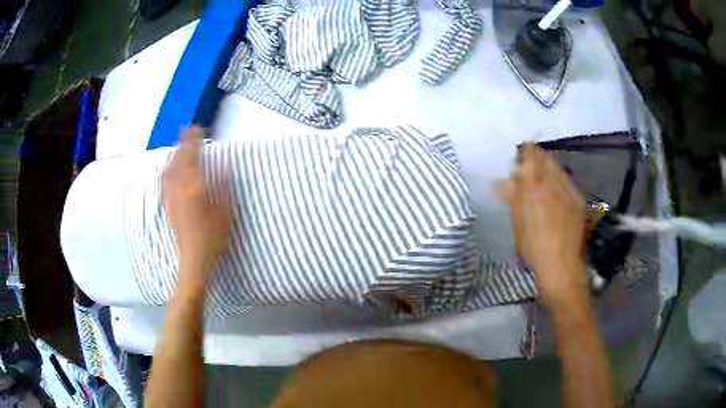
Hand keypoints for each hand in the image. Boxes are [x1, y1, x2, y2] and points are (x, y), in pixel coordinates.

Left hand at [163, 126, 230, 287]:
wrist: (193, 261)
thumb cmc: (212, 239)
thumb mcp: (224, 214)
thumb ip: (223, 188)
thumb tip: (224, 167)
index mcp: (194, 189)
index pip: (192, 158)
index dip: (194, 141)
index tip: (199, 128)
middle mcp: (179, 190)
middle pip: (178, 160)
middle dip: (182, 143)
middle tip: (189, 130)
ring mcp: (171, 198)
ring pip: (168, 170)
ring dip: (173, 155)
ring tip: (179, 146)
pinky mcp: (168, 207)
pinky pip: (164, 182)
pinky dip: (167, 169)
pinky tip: (168, 169)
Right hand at [499, 144, 588, 311]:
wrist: (561, 267)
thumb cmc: (534, 249)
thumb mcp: (518, 226)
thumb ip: (512, 199)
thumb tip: (503, 180)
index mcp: (533, 190)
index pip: (530, 160)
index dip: (526, 151)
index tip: (522, 149)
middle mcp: (552, 185)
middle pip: (546, 160)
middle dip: (539, 155)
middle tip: (533, 155)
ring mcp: (568, 192)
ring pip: (558, 168)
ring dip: (550, 163)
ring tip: (545, 163)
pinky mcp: (578, 201)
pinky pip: (568, 180)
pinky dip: (561, 176)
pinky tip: (559, 180)